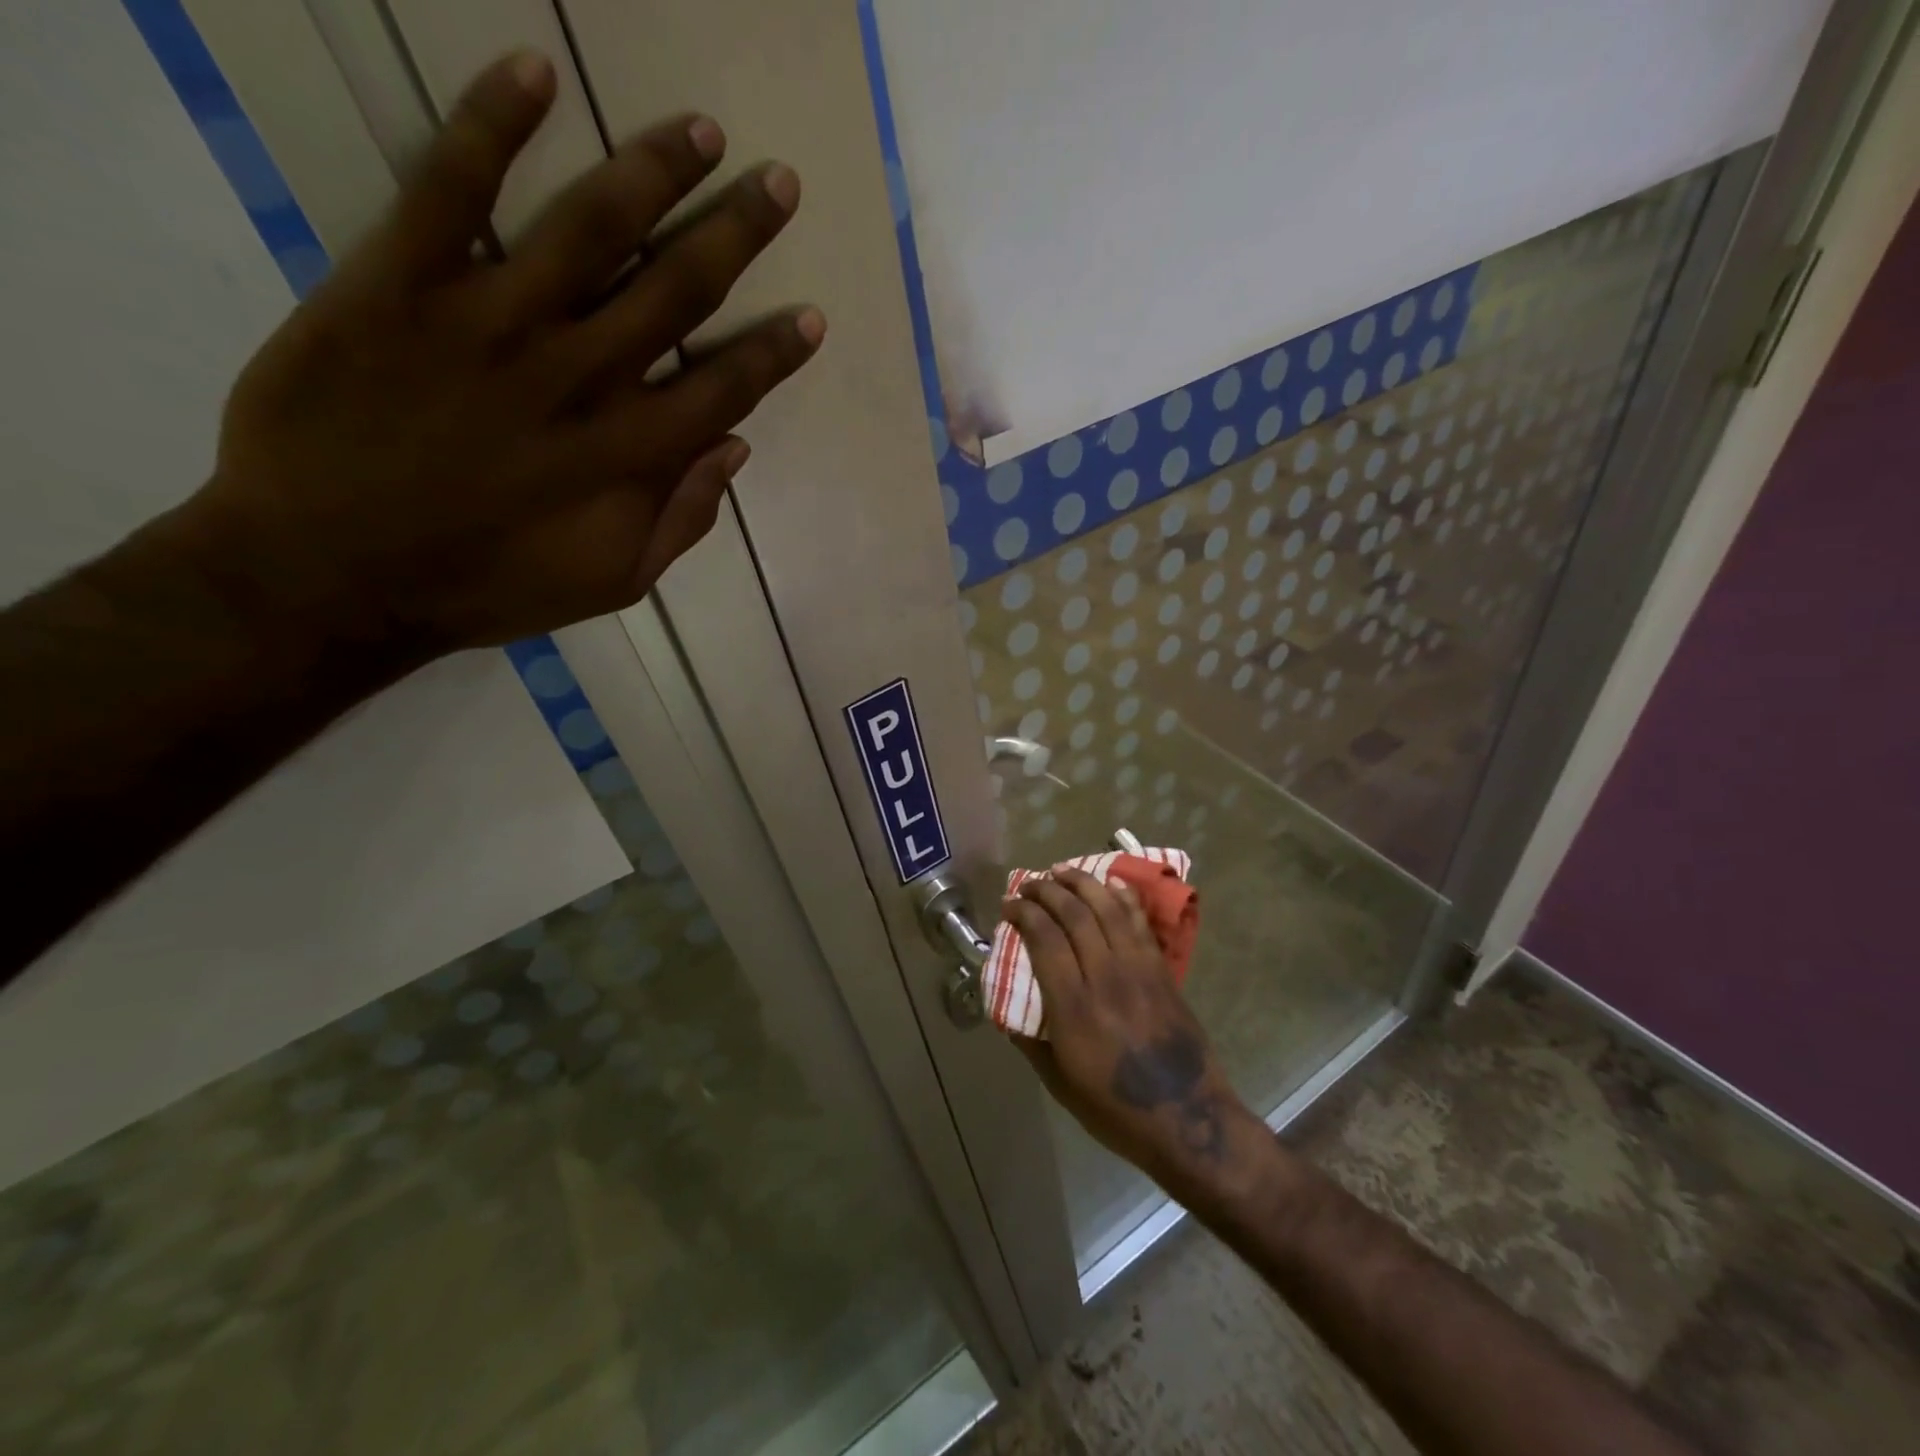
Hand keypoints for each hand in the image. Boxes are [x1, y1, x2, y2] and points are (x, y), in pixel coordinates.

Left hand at [176, 50, 822, 657]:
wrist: (330, 572)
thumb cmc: (488, 586)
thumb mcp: (612, 583)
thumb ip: (681, 519)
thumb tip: (735, 449)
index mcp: (629, 455)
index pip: (725, 387)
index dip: (775, 352)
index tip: (811, 315)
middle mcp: (579, 376)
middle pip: (677, 290)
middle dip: (738, 234)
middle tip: (780, 183)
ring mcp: (491, 322)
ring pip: (591, 227)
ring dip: (655, 171)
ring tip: (702, 131)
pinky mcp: (399, 284)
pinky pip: (451, 187)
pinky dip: (493, 124)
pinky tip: (535, 72)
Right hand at [1005, 867, 1257, 1195]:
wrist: (1188, 1118)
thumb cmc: (1115, 1109)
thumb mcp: (1059, 1083)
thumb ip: (1030, 1042)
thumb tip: (1007, 1009)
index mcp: (1073, 1006)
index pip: (1044, 938)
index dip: (1023, 913)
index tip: (1009, 905)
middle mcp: (1105, 976)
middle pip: (1073, 914)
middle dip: (1046, 890)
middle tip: (1029, 884)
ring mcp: (1138, 969)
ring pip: (1107, 908)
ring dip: (1082, 882)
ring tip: (1062, 872)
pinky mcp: (1161, 970)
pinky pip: (1140, 921)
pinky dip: (1122, 896)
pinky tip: (1110, 884)